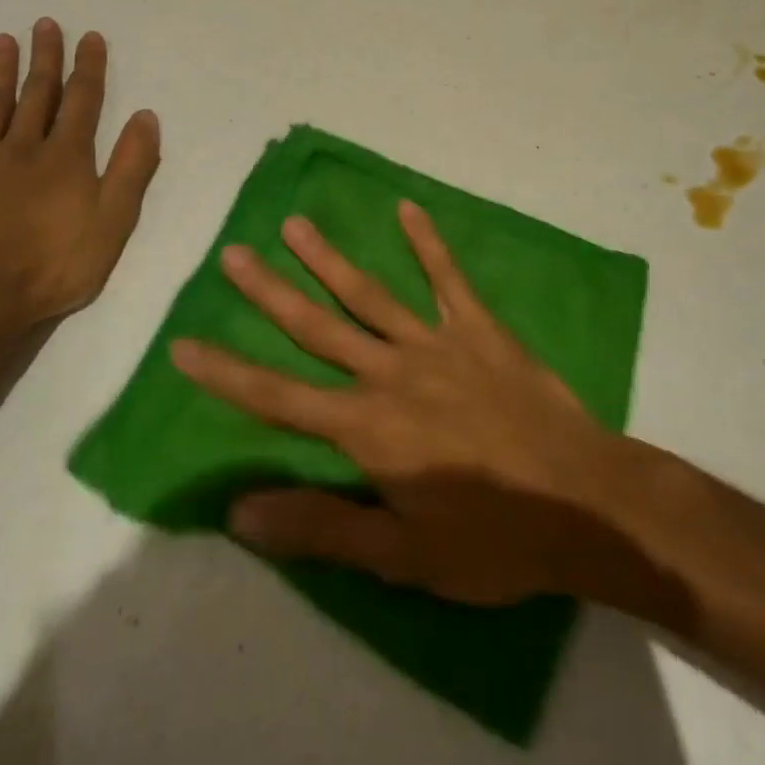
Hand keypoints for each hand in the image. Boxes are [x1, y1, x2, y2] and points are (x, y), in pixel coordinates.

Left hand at [0, 19, 160, 343]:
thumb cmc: (54, 265)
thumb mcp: (114, 221)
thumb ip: (132, 167)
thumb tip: (145, 116)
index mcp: (66, 157)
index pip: (83, 101)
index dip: (88, 67)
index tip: (90, 37)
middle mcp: (23, 149)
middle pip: (37, 95)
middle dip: (45, 59)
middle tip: (46, 24)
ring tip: (3, 40)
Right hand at [170, 202, 645, 605]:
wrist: (581, 501)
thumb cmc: (490, 540)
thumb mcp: (401, 555)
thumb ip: (321, 527)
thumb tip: (240, 511)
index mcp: (367, 427)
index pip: (278, 398)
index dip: (227, 374)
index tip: (183, 344)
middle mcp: (391, 372)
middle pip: (316, 327)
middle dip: (269, 291)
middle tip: (233, 253)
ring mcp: (436, 342)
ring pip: (370, 294)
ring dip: (329, 259)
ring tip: (295, 223)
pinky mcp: (478, 329)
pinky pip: (448, 278)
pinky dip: (428, 243)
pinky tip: (408, 208)